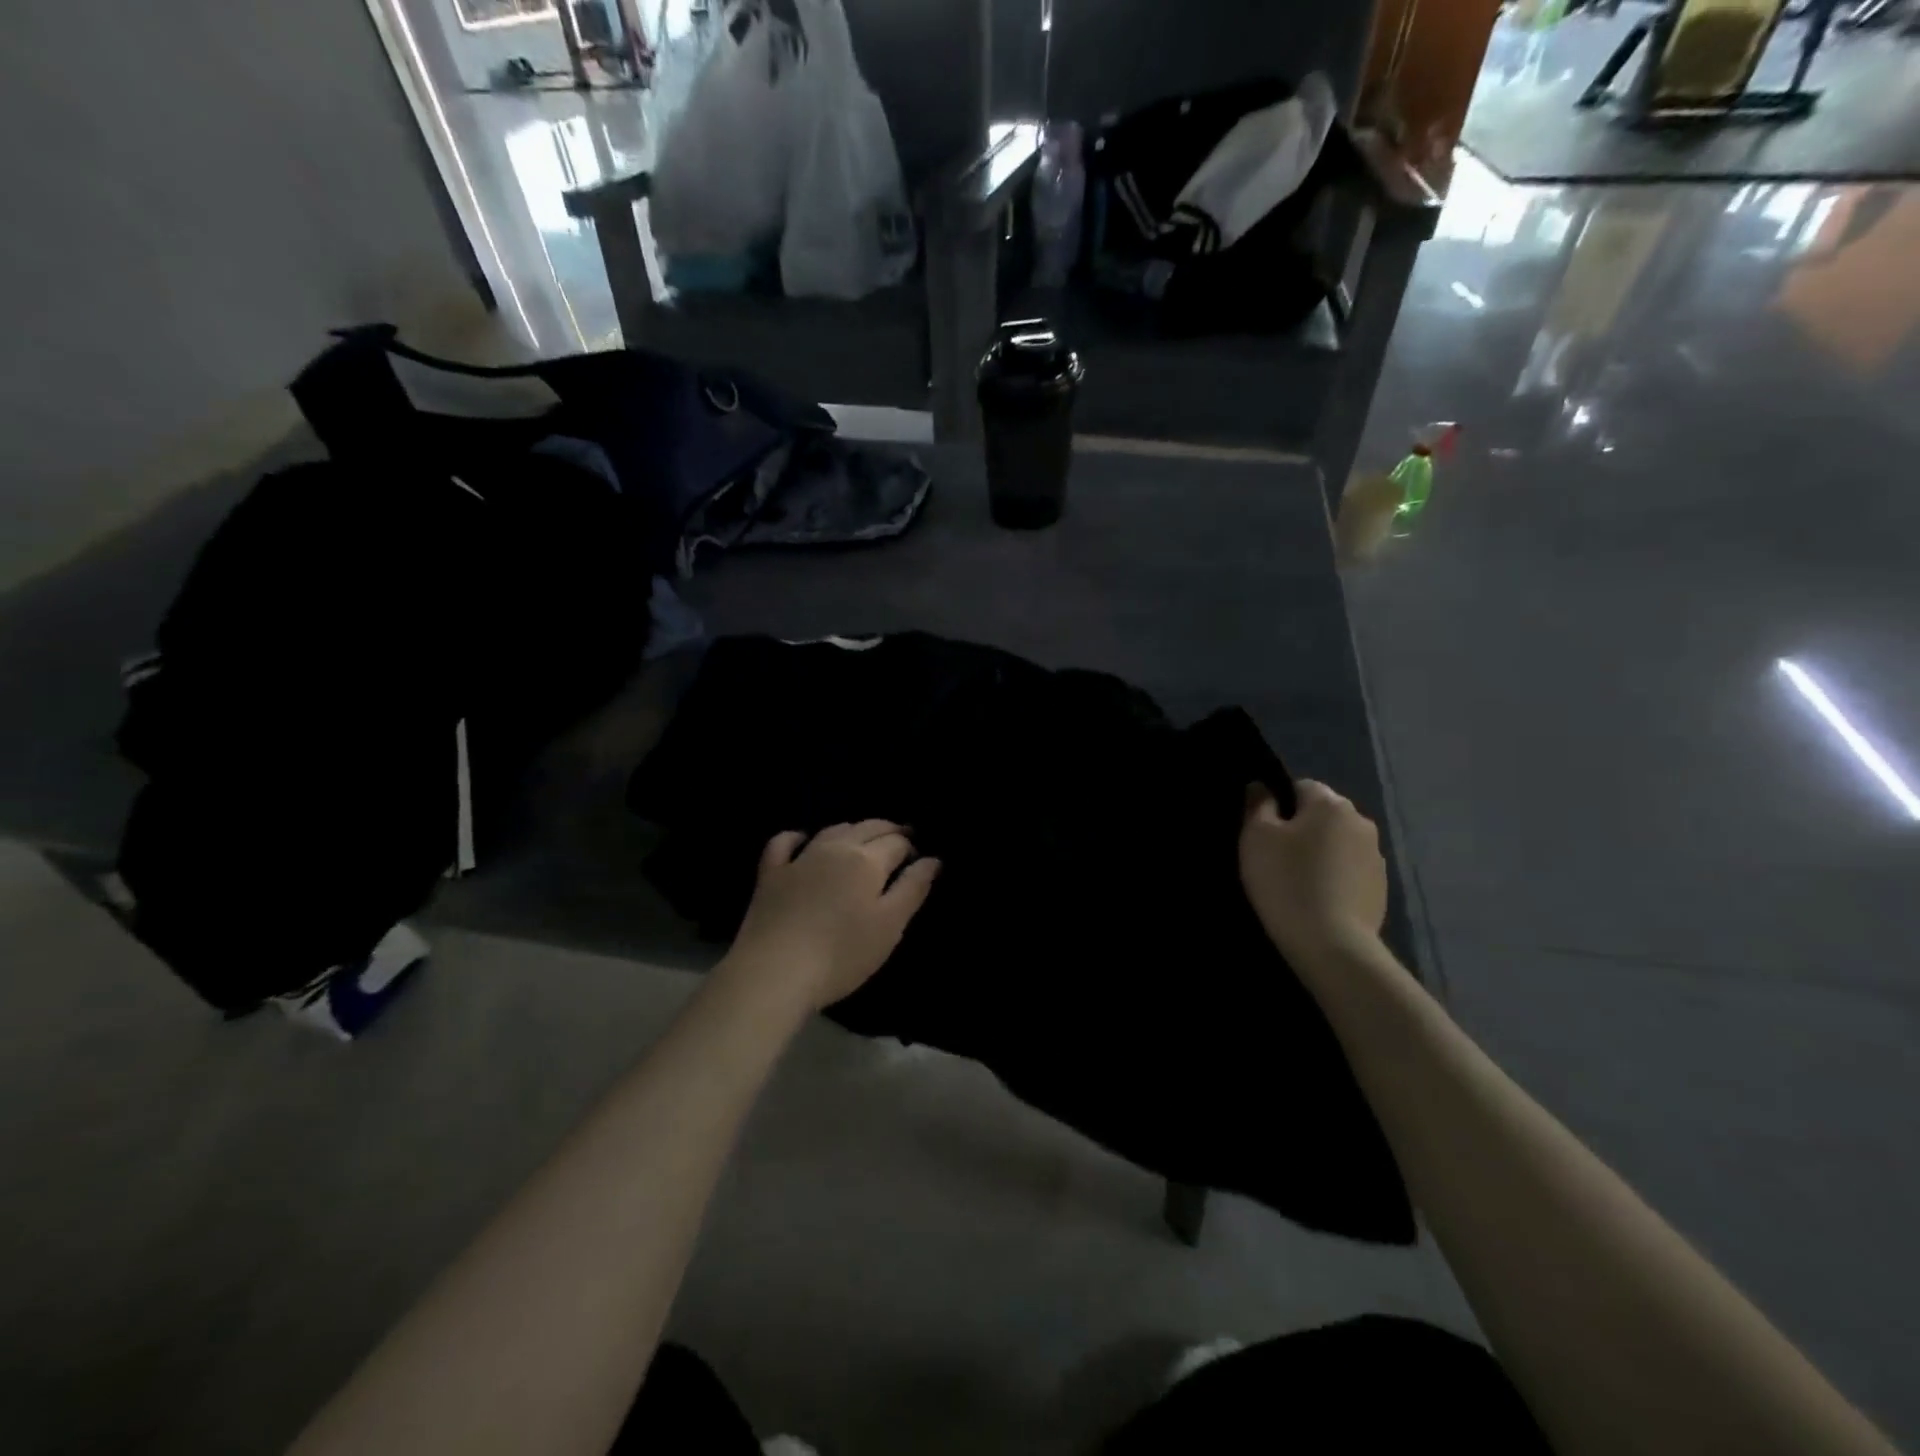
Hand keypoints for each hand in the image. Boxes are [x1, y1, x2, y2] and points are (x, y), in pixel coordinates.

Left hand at [723, 820, 941, 1013]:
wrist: (775, 971)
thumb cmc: (842, 954)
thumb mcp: (890, 925)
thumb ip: (913, 888)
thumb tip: (932, 859)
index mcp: (867, 860)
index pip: (897, 842)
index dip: (912, 848)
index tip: (919, 861)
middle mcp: (835, 848)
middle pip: (867, 828)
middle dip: (888, 831)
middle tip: (901, 840)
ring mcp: (799, 858)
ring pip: (832, 830)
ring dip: (853, 830)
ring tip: (863, 839)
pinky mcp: (771, 874)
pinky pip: (784, 842)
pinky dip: (798, 837)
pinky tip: (803, 840)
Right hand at [1239, 781, 1386, 963]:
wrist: (1331, 944)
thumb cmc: (1286, 881)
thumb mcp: (1256, 837)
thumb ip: (1258, 805)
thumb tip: (1262, 788)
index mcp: (1331, 804)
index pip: (1300, 786)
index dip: (1278, 805)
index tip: (1264, 832)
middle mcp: (1361, 822)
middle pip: (1322, 815)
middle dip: (1301, 829)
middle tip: (1275, 858)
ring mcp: (1376, 856)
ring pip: (1337, 843)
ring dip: (1319, 854)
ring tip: (1297, 882)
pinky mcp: (1381, 888)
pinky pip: (1349, 871)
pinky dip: (1334, 877)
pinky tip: (1317, 900)